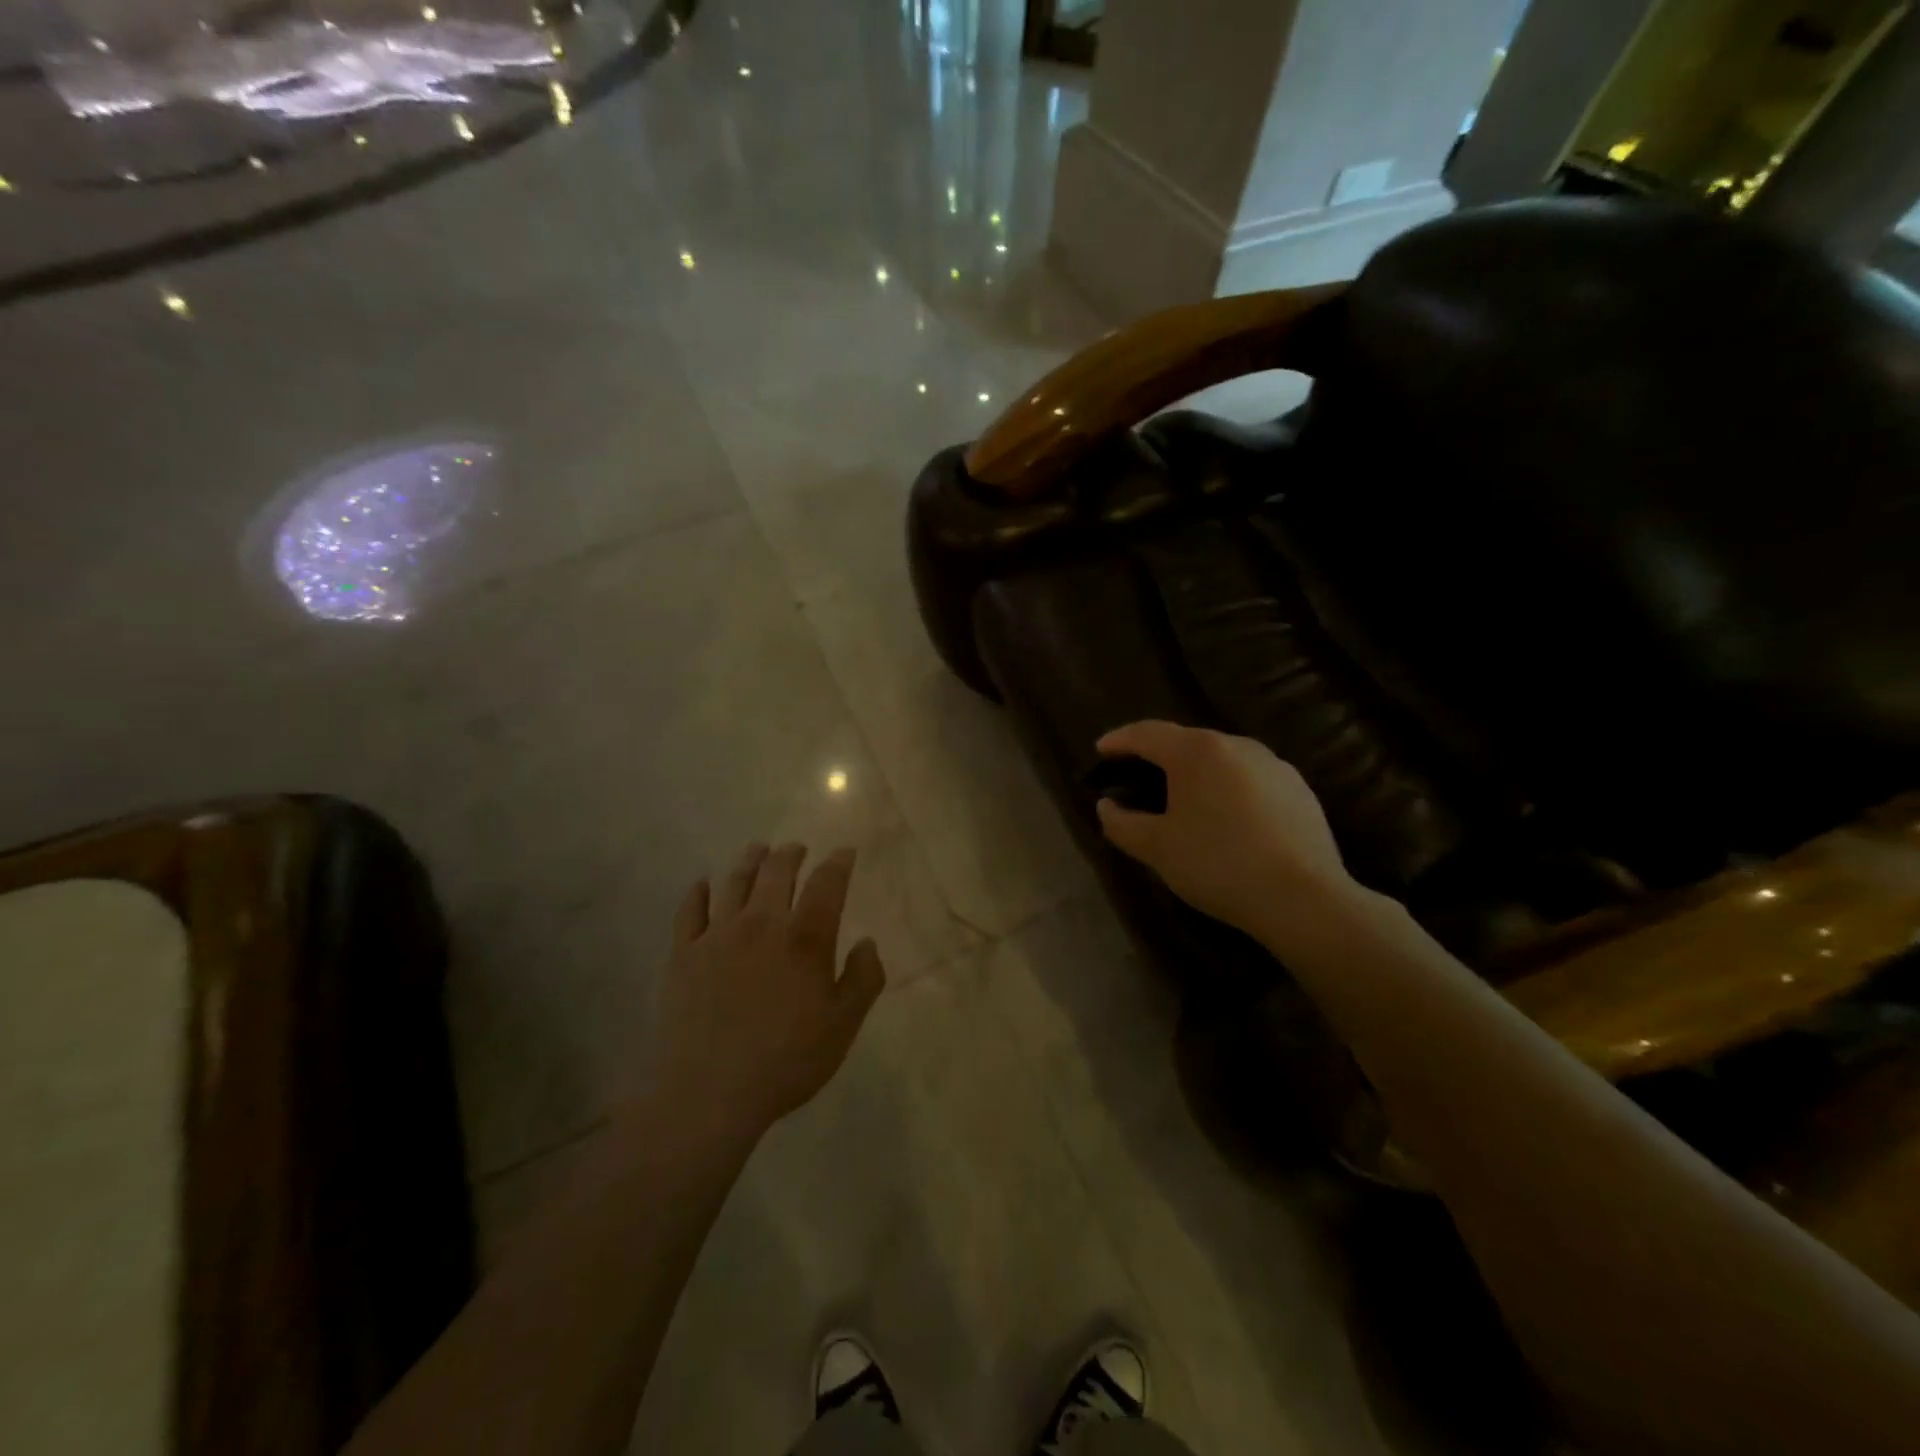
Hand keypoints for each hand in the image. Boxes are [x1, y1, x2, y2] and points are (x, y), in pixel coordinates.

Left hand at [649, 843, 885, 1141]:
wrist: (708, 1092)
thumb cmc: (786, 1060)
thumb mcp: (844, 1025)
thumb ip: (863, 978)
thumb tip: (867, 942)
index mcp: (805, 937)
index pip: (827, 883)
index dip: (838, 863)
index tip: (844, 853)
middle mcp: (762, 923)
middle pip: (777, 871)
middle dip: (791, 853)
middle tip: (797, 848)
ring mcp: (717, 935)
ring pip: (735, 881)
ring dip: (750, 860)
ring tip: (758, 850)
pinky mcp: (683, 954)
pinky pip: (690, 910)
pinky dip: (699, 891)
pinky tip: (704, 884)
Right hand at [1094, 721, 1370, 948]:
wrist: (1303, 898)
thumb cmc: (1218, 865)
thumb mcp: (1156, 848)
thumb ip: (1121, 823)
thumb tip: (1107, 806)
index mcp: (1197, 752)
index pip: (1147, 733)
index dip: (1119, 740)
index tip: (1100, 750)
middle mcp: (1237, 745)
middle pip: (1185, 741)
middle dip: (1156, 756)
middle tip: (1136, 777)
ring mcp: (1273, 765)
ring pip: (1220, 759)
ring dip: (1194, 772)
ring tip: (1180, 799)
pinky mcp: (1298, 789)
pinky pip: (1248, 778)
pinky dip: (1226, 788)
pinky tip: (1224, 818)